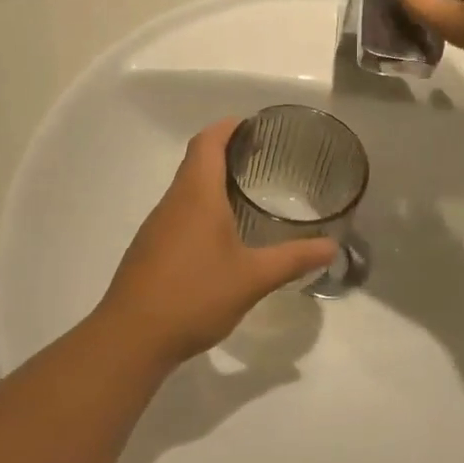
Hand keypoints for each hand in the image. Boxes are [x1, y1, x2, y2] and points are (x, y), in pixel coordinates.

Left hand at [96, 119, 336, 365]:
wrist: (132, 336)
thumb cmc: (194, 295)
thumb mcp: (252, 279)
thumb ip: (293, 259)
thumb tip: (331, 247)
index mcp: (196, 195)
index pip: (207, 142)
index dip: (229, 127)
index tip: (254, 126)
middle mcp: (172, 202)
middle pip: (195, 162)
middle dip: (226, 154)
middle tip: (262, 161)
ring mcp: (156, 226)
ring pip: (186, 190)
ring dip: (212, 184)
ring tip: (247, 196)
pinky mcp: (149, 249)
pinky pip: (178, 215)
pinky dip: (200, 210)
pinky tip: (220, 238)